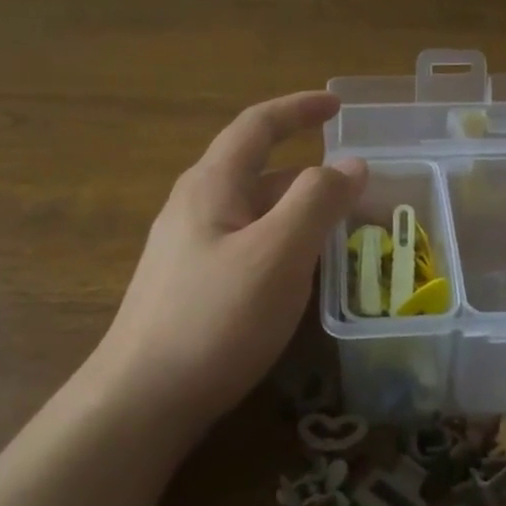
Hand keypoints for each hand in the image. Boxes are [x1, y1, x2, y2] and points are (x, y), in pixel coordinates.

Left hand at [86, 92, 364, 435]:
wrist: (144, 398)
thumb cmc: (216, 318)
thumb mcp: (278, 253)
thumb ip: (318, 201)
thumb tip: (352, 164)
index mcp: (211, 185)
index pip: (257, 126)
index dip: (299, 109)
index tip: (338, 107)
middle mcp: (196, 208)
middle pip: (260, 172)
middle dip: (312, 174)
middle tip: (360, 193)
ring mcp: (190, 249)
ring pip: (257, 214)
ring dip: (301, 212)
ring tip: (345, 233)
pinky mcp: (194, 286)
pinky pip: (249, 246)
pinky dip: (285, 244)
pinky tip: (303, 275)